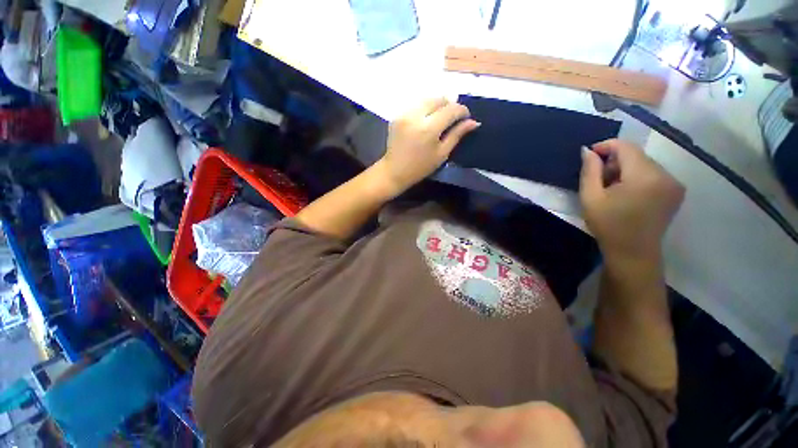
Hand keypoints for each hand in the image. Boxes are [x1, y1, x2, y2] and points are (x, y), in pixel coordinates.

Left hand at [376, 98, 479, 194]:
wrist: (394, 171)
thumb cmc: (420, 167)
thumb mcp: (442, 154)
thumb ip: (457, 135)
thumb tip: (473, 122)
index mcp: (429, 129)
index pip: (451, 109)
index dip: (462, 110)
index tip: (466, 117)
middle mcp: (416, 116)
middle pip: (438, 99)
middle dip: (449, 105)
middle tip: (453, 117)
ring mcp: (404, 114)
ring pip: (426, 99)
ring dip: (437, 105)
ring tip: (441, 117)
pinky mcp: (397, 115)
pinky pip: (416, 105)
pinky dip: (425, 108)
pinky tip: (427, 119)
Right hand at [580, 139, 684, 263]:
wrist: (633, 253)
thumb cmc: (608, 225)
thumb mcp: (590, 198)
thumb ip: (589, 171)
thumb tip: (588, 151)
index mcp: (644, 176)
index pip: (626, 147)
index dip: (606, 146)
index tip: (590, 156)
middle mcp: (665, 175)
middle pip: (636, 155)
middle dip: (615, 161)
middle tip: (598, 178)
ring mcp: (674, 183)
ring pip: (645, 164)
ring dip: (626, 169)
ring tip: (612, 188)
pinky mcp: (676, 191)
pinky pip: (654, 174)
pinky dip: (637, 177)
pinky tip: (627, 193)